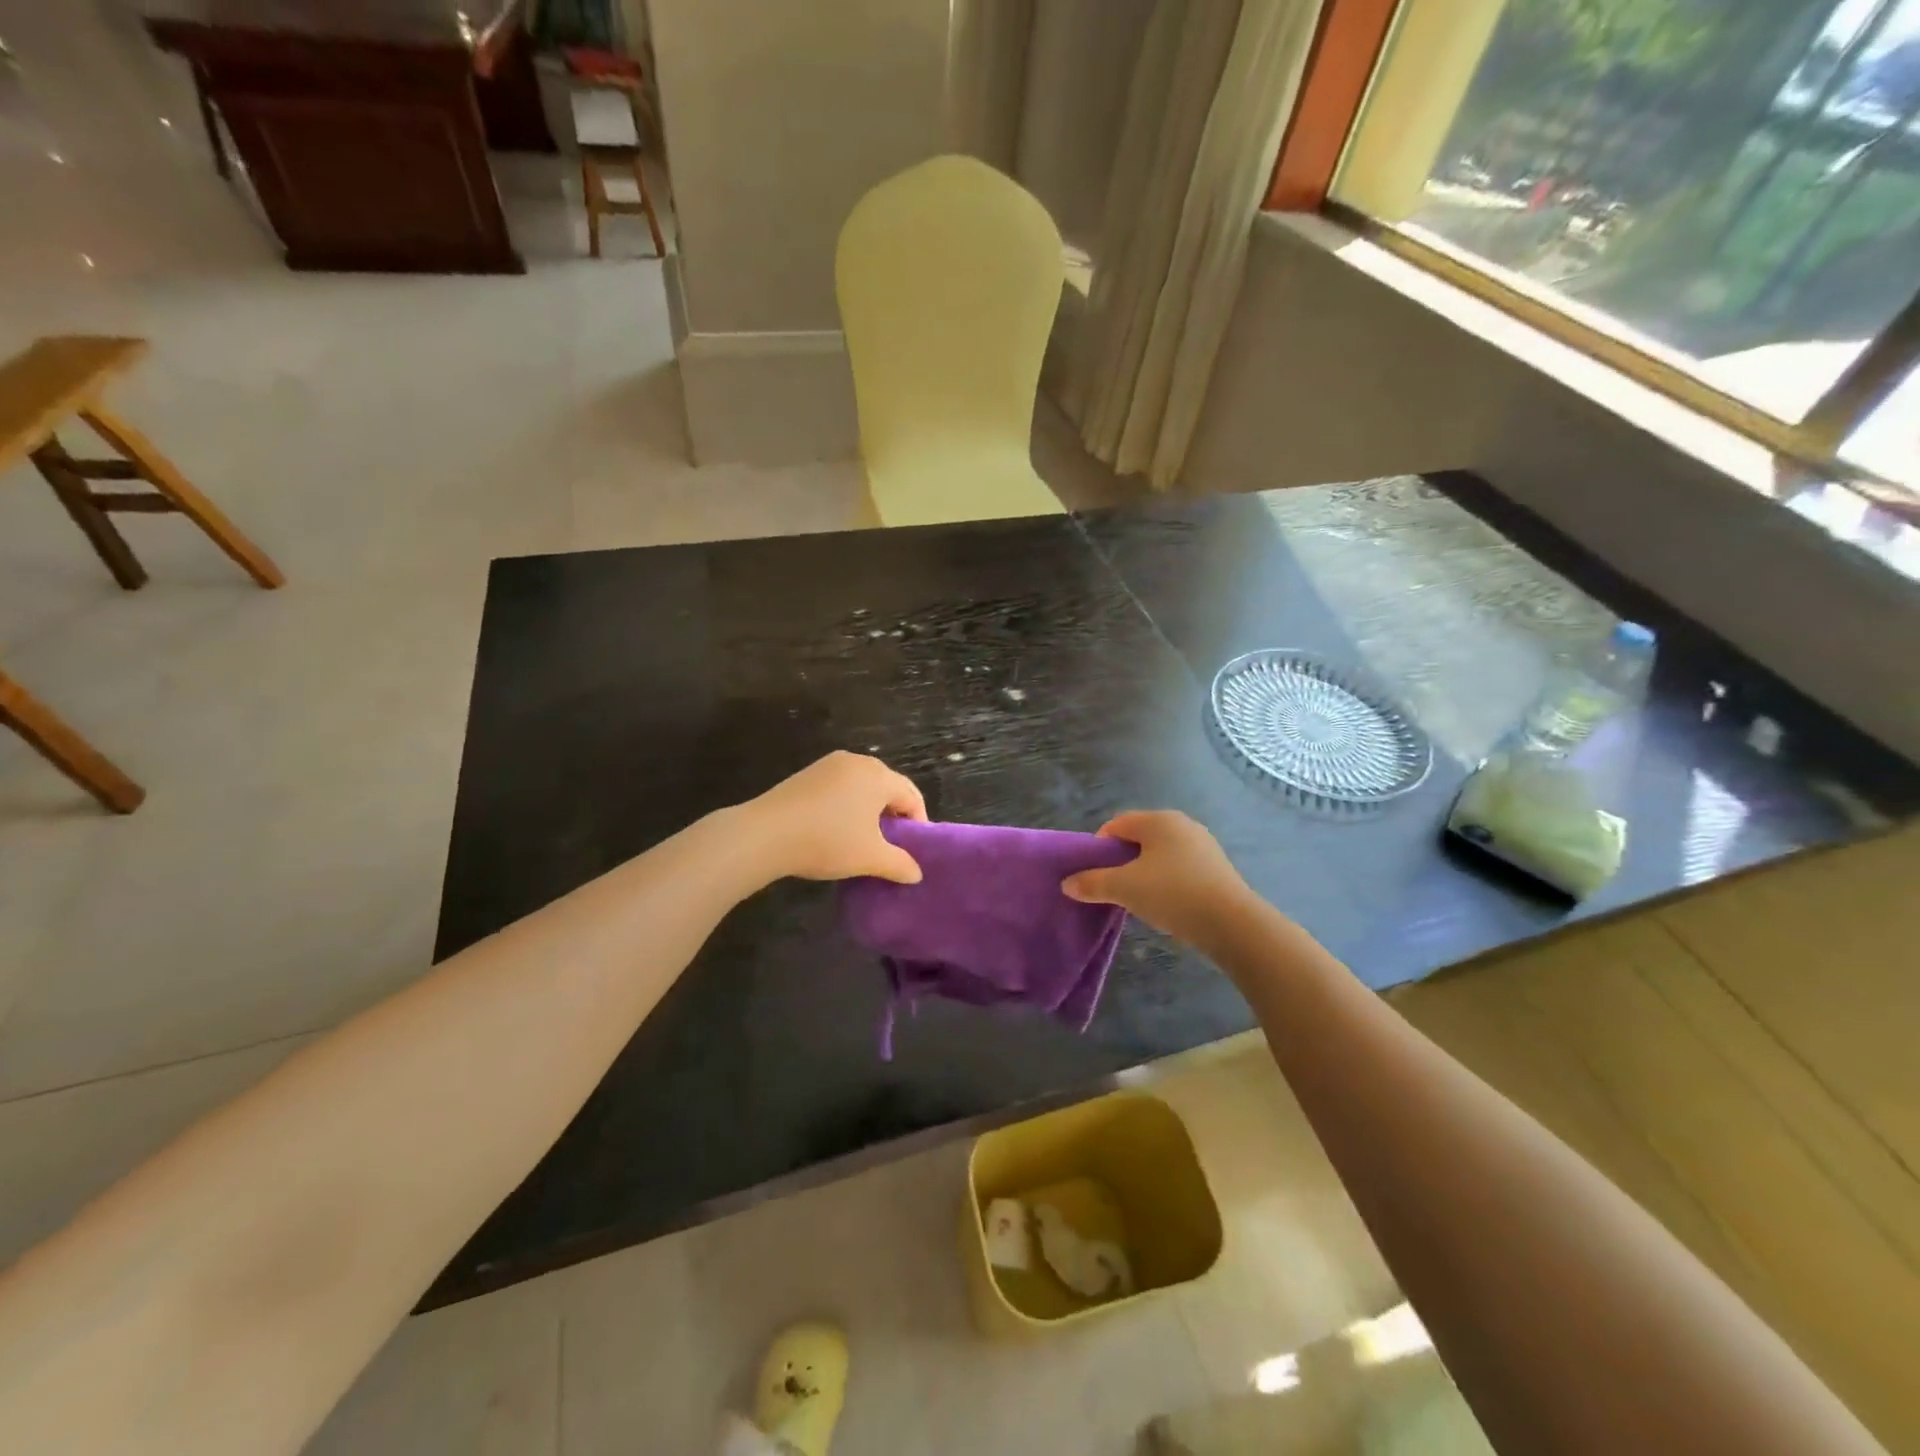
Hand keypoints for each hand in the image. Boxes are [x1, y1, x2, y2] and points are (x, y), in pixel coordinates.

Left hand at [740, 752, 926, 884]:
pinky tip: (834, 829)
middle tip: (890, 846)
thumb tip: (916, 874)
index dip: (918, 824)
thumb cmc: (828, 841)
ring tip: (862, 839)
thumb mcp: (870, 858)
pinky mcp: (807, 774)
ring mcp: (829, 764)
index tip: (912, 851)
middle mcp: (857, 761)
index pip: (912, 796)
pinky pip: (840, 787)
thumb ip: (900, 864)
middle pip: (888, 787)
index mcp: (879, 775)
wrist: (765, 834)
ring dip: (869, 811)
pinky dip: (846, 805)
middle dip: (894, 816)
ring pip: (862, 786)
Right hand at [1062, 811, 1254, 945]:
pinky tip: (1166, 905)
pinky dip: (1166, 881)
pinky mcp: (1217, 868)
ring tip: (1139, 900)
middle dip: (1122, 861)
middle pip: (1139, 838)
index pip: (1116, 824)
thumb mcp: (1124, 888)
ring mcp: (1203, 845)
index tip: (1095, 875)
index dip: (1099, 848)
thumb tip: (1067, 884)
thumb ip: (1092, 883)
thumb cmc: (1172, 894)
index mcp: (1158, 820)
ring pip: (1160, 854)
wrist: (1231, 924)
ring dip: (1144, 873)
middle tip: (1114, 888)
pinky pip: (1180, 868)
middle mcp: (1182, 824)